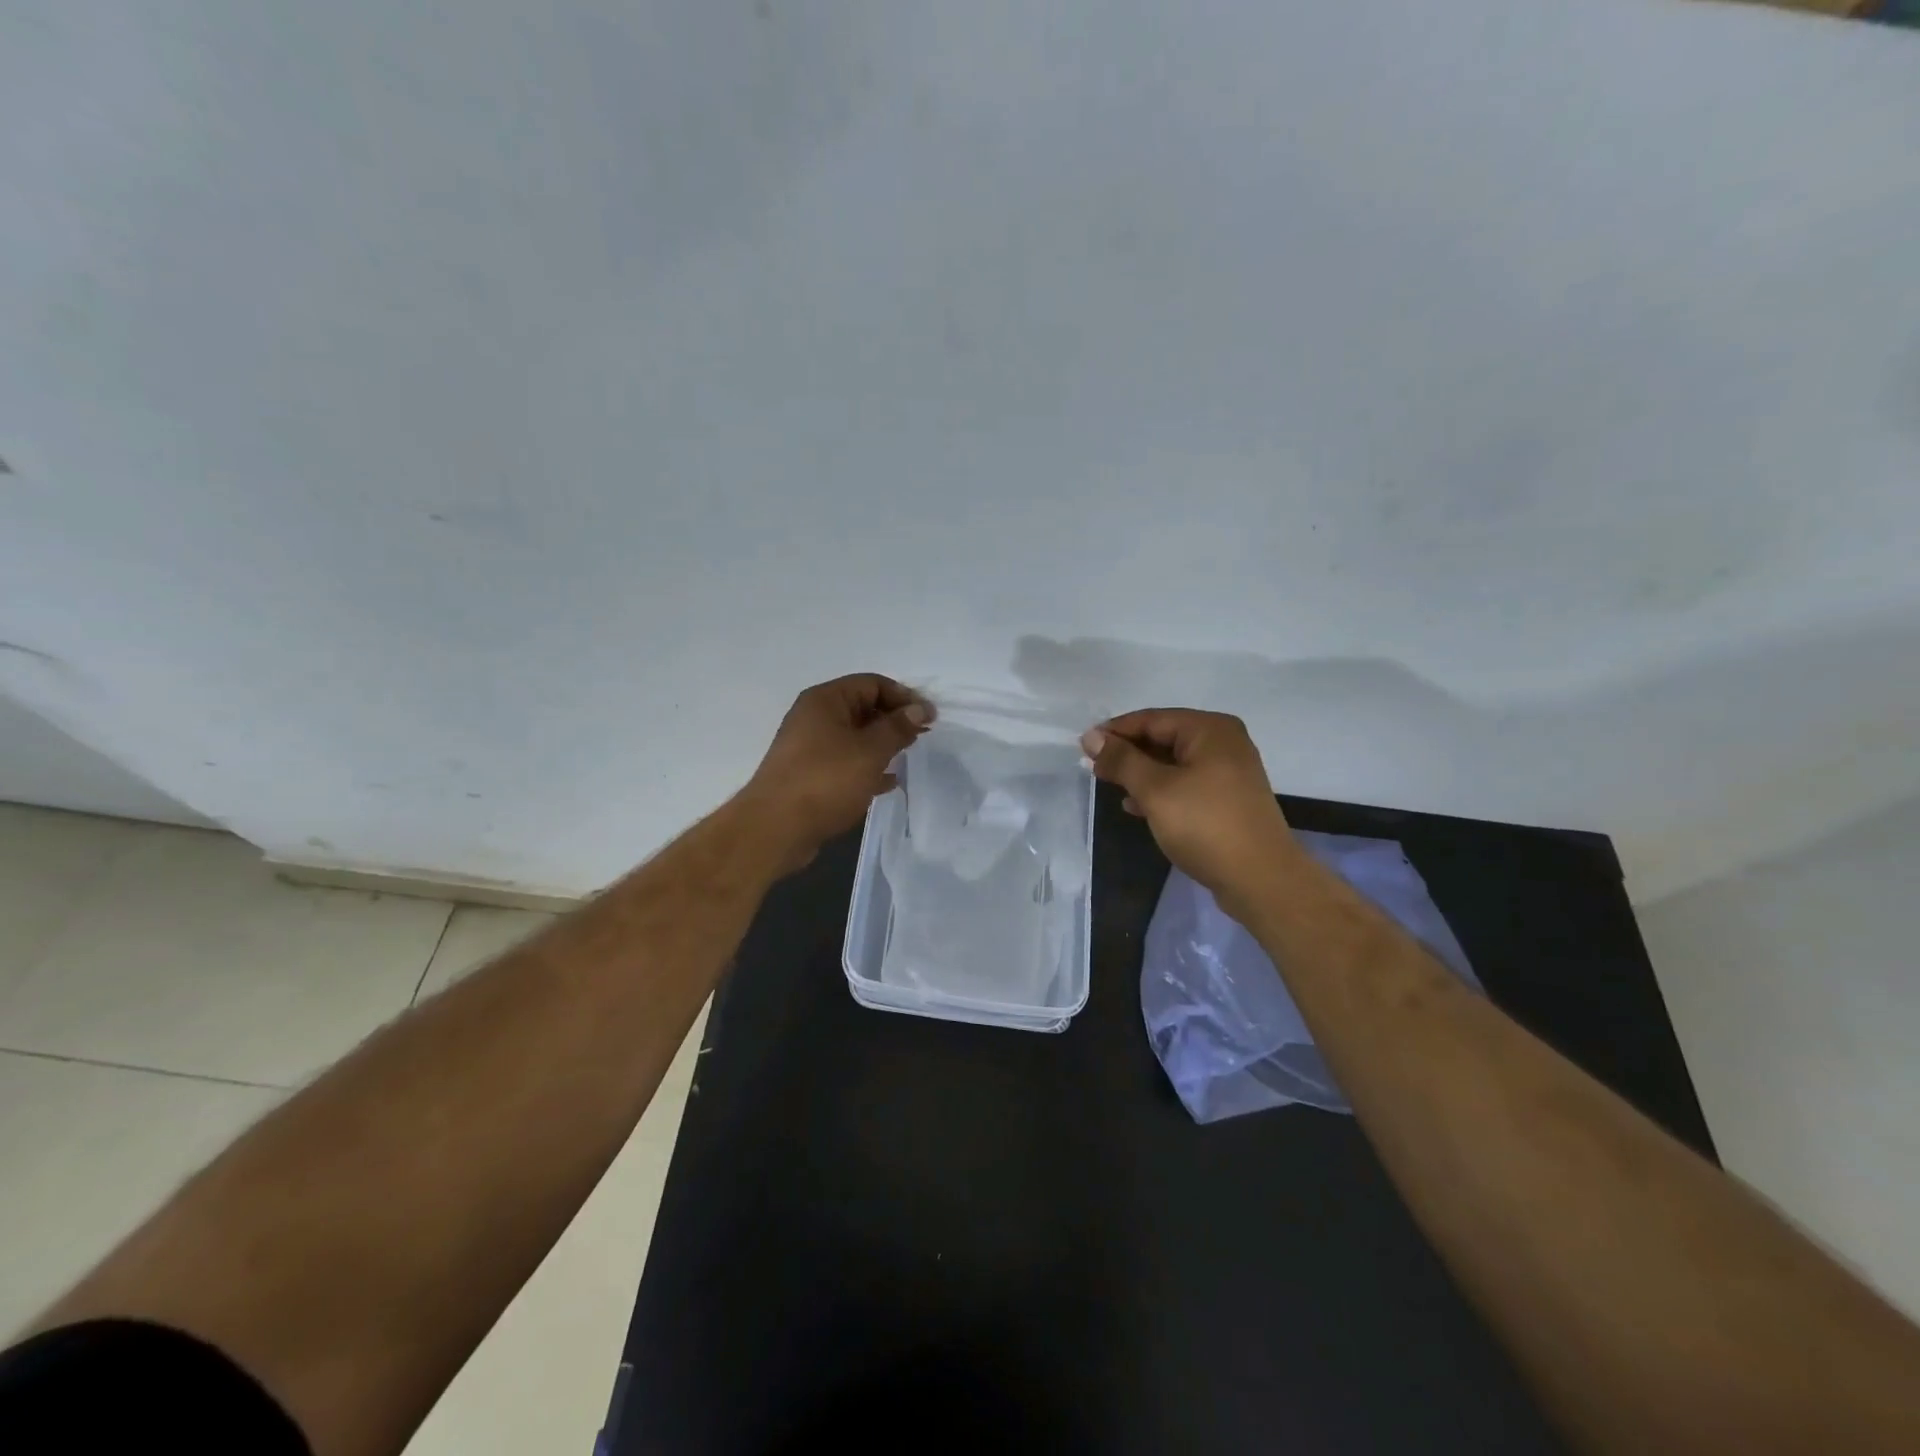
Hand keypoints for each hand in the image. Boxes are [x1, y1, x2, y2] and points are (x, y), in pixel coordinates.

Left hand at [745, 674, 932, 864]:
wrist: (775, 828)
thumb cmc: (825, 781)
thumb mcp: (870, 751)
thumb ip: (897, 728)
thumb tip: (919, 709)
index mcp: (826, 700)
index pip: (872, 683)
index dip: (904, 697)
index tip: (929, 718)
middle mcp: (814, 716)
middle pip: (863, 707)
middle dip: (894, 720)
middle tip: (922, 737)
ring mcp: (809, 746)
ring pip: (854, 737)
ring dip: (882, 744)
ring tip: (908, 757)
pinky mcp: (809, 774)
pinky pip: (845, 761)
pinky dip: (867, 767)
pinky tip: (887, 782)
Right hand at [1081, 709, 1295, 914]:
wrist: (1261, 880)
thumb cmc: (1205, 825)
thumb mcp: (1155, 790)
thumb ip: (1122, 760)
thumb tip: (1091, 736)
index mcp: (1210, 730)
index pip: (1151, 719)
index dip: (1115, 731)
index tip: (1083, 747)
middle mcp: (1223, 743)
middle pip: (1163, 738)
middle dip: (1127, 753)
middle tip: (1093, 768)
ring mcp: (1229, 772)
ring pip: (1173, 763)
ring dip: (1141, 773)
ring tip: (1110, 785)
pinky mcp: (1228, 799)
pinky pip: (1185, 784)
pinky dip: (1160, 790)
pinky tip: (1136, 806)